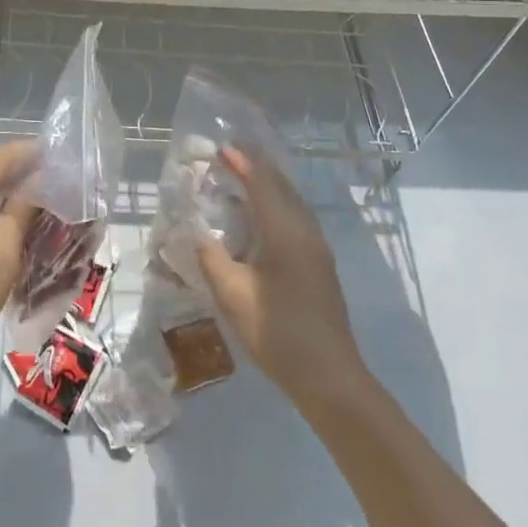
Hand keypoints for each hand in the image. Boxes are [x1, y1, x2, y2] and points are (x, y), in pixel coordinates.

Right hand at [196, 145, 366, 407]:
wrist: (330, 378)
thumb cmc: (278, 332)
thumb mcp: (232, 295)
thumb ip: (211, 258)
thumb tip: (197, 235)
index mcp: (286, 233)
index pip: (262, 185)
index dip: (243, 164)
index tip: (222, 148)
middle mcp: (306, 233)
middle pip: (282, 188)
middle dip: (257, 168)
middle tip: (232, 155)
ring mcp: (317, 251)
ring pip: (292, 204)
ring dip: (268, 187)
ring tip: (244, 179)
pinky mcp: (320, 268)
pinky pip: (296, 221)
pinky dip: (276, 207)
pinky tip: (262, 220)